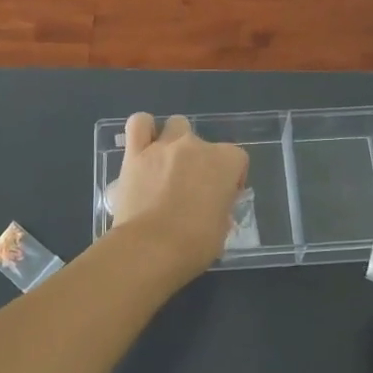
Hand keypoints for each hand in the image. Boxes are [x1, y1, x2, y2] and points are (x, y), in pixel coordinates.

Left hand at [107, 113, 248, 273]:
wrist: (150, 248)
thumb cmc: (194, 244)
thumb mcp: (222, 230)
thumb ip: (220, 209)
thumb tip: (213, 209)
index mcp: (225, 162)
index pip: (237, 159)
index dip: (231, 179)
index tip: (222, 198)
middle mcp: (196, 146)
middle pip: (205, 144)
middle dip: (201, 163)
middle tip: (192, 189)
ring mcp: (164, 146)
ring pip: (176, 125)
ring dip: (176, 141)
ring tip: (168, 165)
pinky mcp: (135, 153)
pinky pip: (139, 124)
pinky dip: (144, 129)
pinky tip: (144, 146)